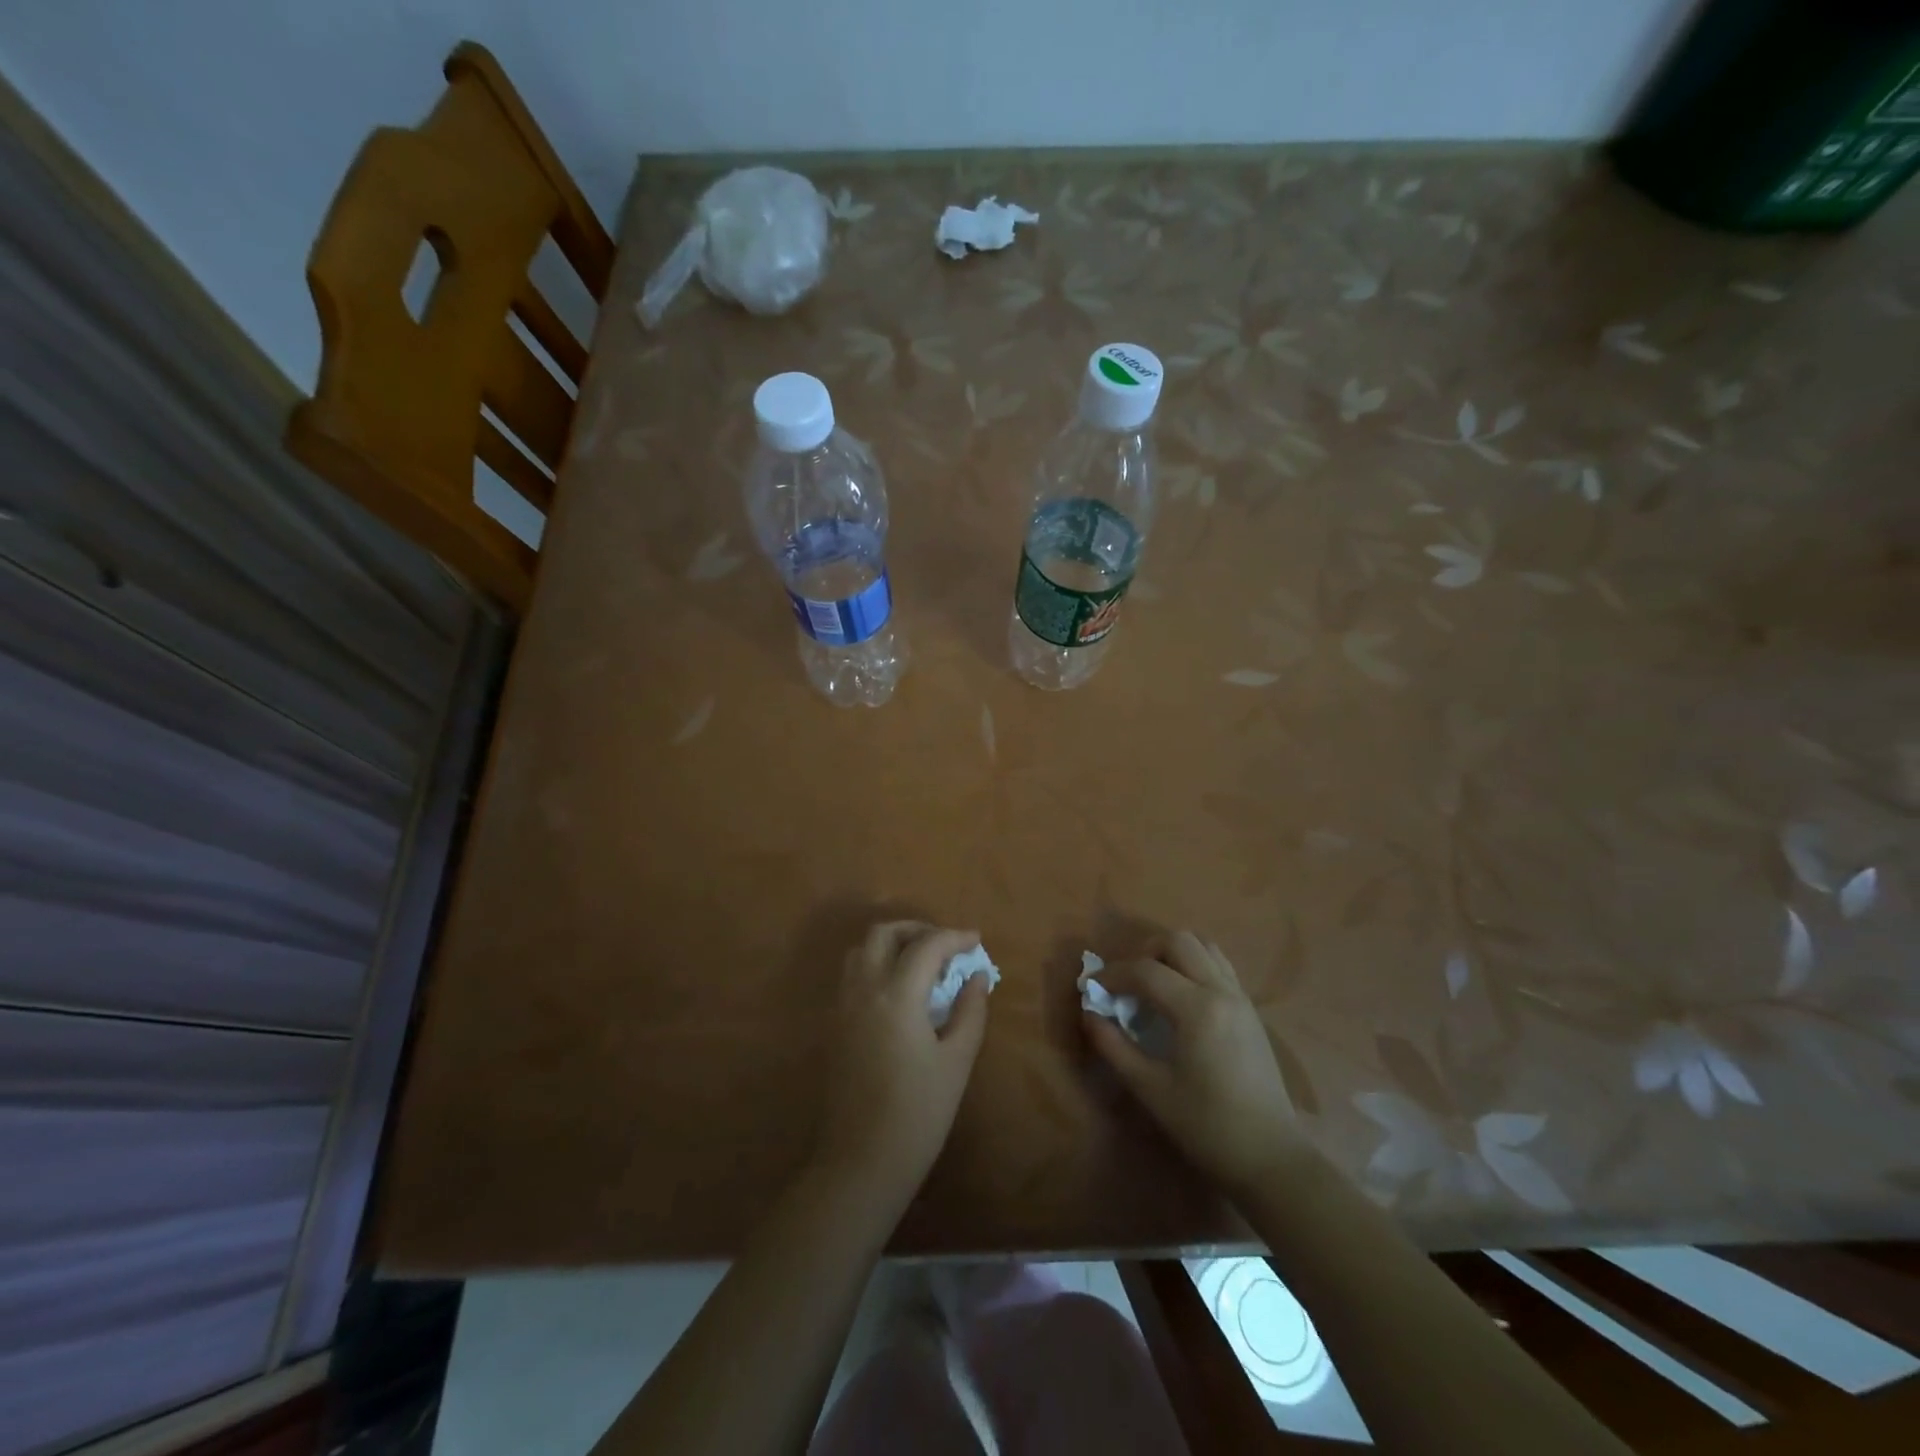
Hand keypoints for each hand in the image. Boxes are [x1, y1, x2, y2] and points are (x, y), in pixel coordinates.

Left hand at [812, 922, 989, 1209]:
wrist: (861, 1162)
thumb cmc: (918, 1114)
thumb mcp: (956, 1062)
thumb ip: (970, 1011)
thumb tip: (976, 977)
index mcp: (896, 996)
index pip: (926, 946)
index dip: (954, 937)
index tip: (976, 941)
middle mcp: (863, 990)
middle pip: (883, 933)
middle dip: (917, 929)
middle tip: (946, 945)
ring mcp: (843, 1006)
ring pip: (861, 950)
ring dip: (892, 943)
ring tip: (922, 962)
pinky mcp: (834, 1025)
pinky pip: (852, 975)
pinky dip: (876, 964)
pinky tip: (899, 990)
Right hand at [1084, 930, 1306, 1193]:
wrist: (1270, 1157)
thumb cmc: (1206, 1126)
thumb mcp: (1150, 1089)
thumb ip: (1114, 1046)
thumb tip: (1089, 1014)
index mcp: (1197, 1009)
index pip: (1145, 971)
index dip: (1112, 974)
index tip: (1092, 987)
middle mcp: (1221, 991)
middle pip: (1177, 941)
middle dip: (1143, 953)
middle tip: (1125, 983)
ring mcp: (1240, 996)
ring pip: (1202, 945)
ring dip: (1170, 954)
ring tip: (1152, 984)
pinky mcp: (1250, 1008)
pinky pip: (1218, 964)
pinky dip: (1192, 964)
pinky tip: (1179, 996)